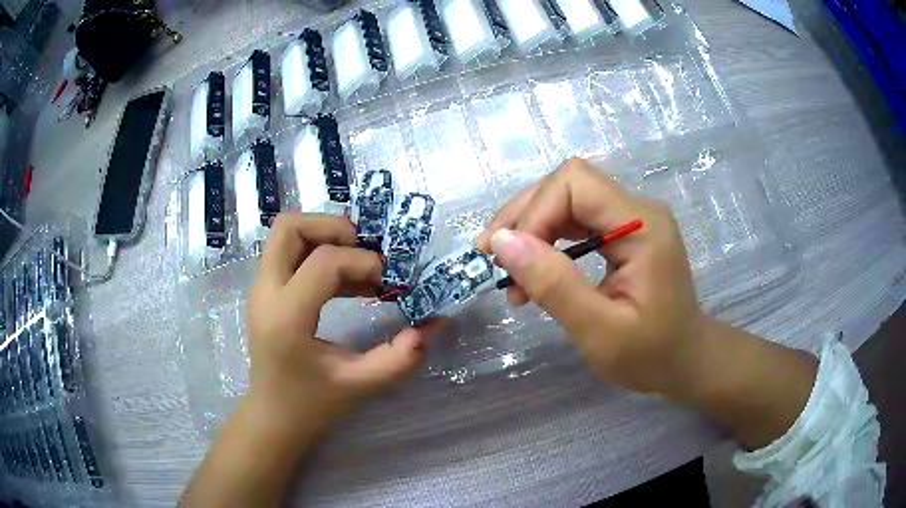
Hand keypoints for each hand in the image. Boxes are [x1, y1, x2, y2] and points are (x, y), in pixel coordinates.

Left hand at [247, 212, 433, 431]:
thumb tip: (434, 324)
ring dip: (326, 238)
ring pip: (287, 234)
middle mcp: (266, 293)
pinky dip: (320, 254)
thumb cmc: (311, 406)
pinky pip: (290, 254)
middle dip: (333, 227)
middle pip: (290, 227)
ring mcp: (262, 290)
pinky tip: (349, 284)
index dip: (363, 262)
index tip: (389, 282)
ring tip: (361, 266)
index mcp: (286, 317)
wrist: (273, 419)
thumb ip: (400, 357)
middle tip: (366, 250)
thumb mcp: (360, 385)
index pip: (323, 261)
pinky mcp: (267, 293)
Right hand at [478, 159, 816, 447]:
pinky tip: (534, 266)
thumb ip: (555, 285)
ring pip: (565, 198)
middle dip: (524, 217)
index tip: (510, 261)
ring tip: (508, 269)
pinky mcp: (622, 232)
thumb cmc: (651, 355)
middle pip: (566, 184)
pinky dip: (545, 238)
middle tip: (493, 261)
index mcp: (643, 226)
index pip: (575, 184)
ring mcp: (630, 218)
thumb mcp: (600, 331)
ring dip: (529, 227)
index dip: (535, 213)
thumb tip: (502, 243)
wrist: (685, 361)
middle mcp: (637, 209)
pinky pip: (574, 218)